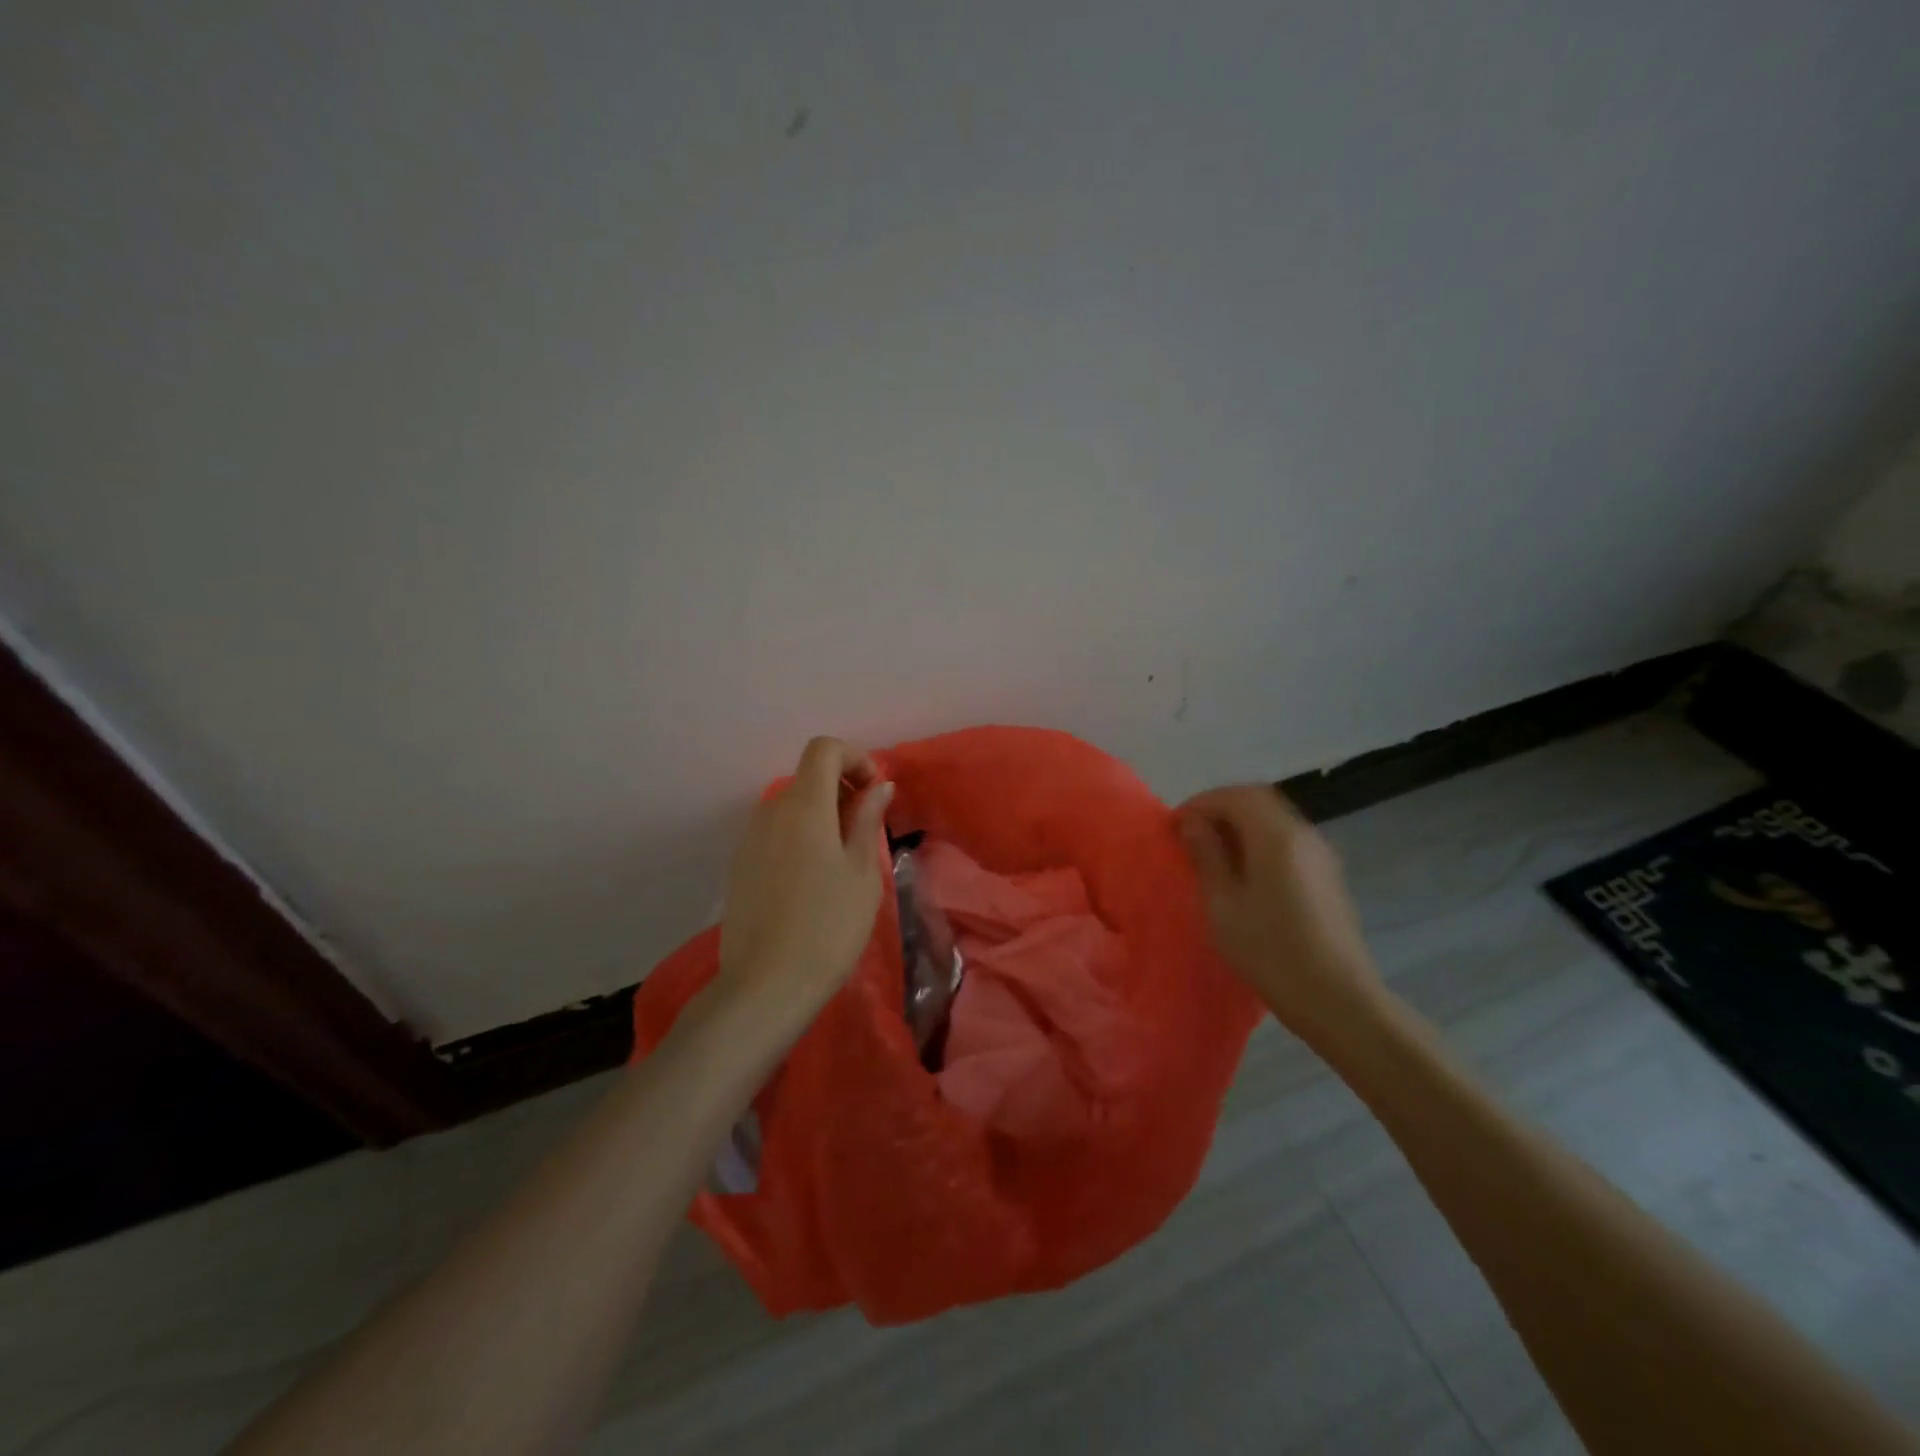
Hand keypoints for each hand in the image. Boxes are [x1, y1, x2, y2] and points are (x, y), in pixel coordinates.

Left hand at [715, 737, 893, 1021]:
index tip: (873, 792)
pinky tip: (812, 880)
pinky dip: (799, 835)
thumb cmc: (828, 925)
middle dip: (842, 789)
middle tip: (866, 830)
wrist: (766, 985)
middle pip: (807, 776)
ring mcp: (749, 839)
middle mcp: (770, 811)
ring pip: (791, 806)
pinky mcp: (739, 865)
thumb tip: (879, 786)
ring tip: (842, 859)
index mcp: (804, 806)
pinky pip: (775, 832)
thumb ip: (868, 819)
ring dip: (821, 814)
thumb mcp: (862, 872)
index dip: (854, 758)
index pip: (823, 748)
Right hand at [1176, 785, 1385, 1046]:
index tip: (1175, 826)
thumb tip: (1192, 823)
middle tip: (1191, 834)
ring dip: (1241, 824)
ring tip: (1212, 853)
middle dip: (1220, 808)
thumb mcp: (1222, 904)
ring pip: (1275, 819)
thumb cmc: (1270, 951)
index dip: (1200, 803)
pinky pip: (1287, 841)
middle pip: (1258, 800)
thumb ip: (1206, 856)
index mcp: (1276, 836)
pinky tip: (1245, 873)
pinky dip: (1260, 841)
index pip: (1235, 796)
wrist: (1337, 999)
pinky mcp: (1327, 875)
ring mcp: (1320, 854)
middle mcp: (1303, 834)